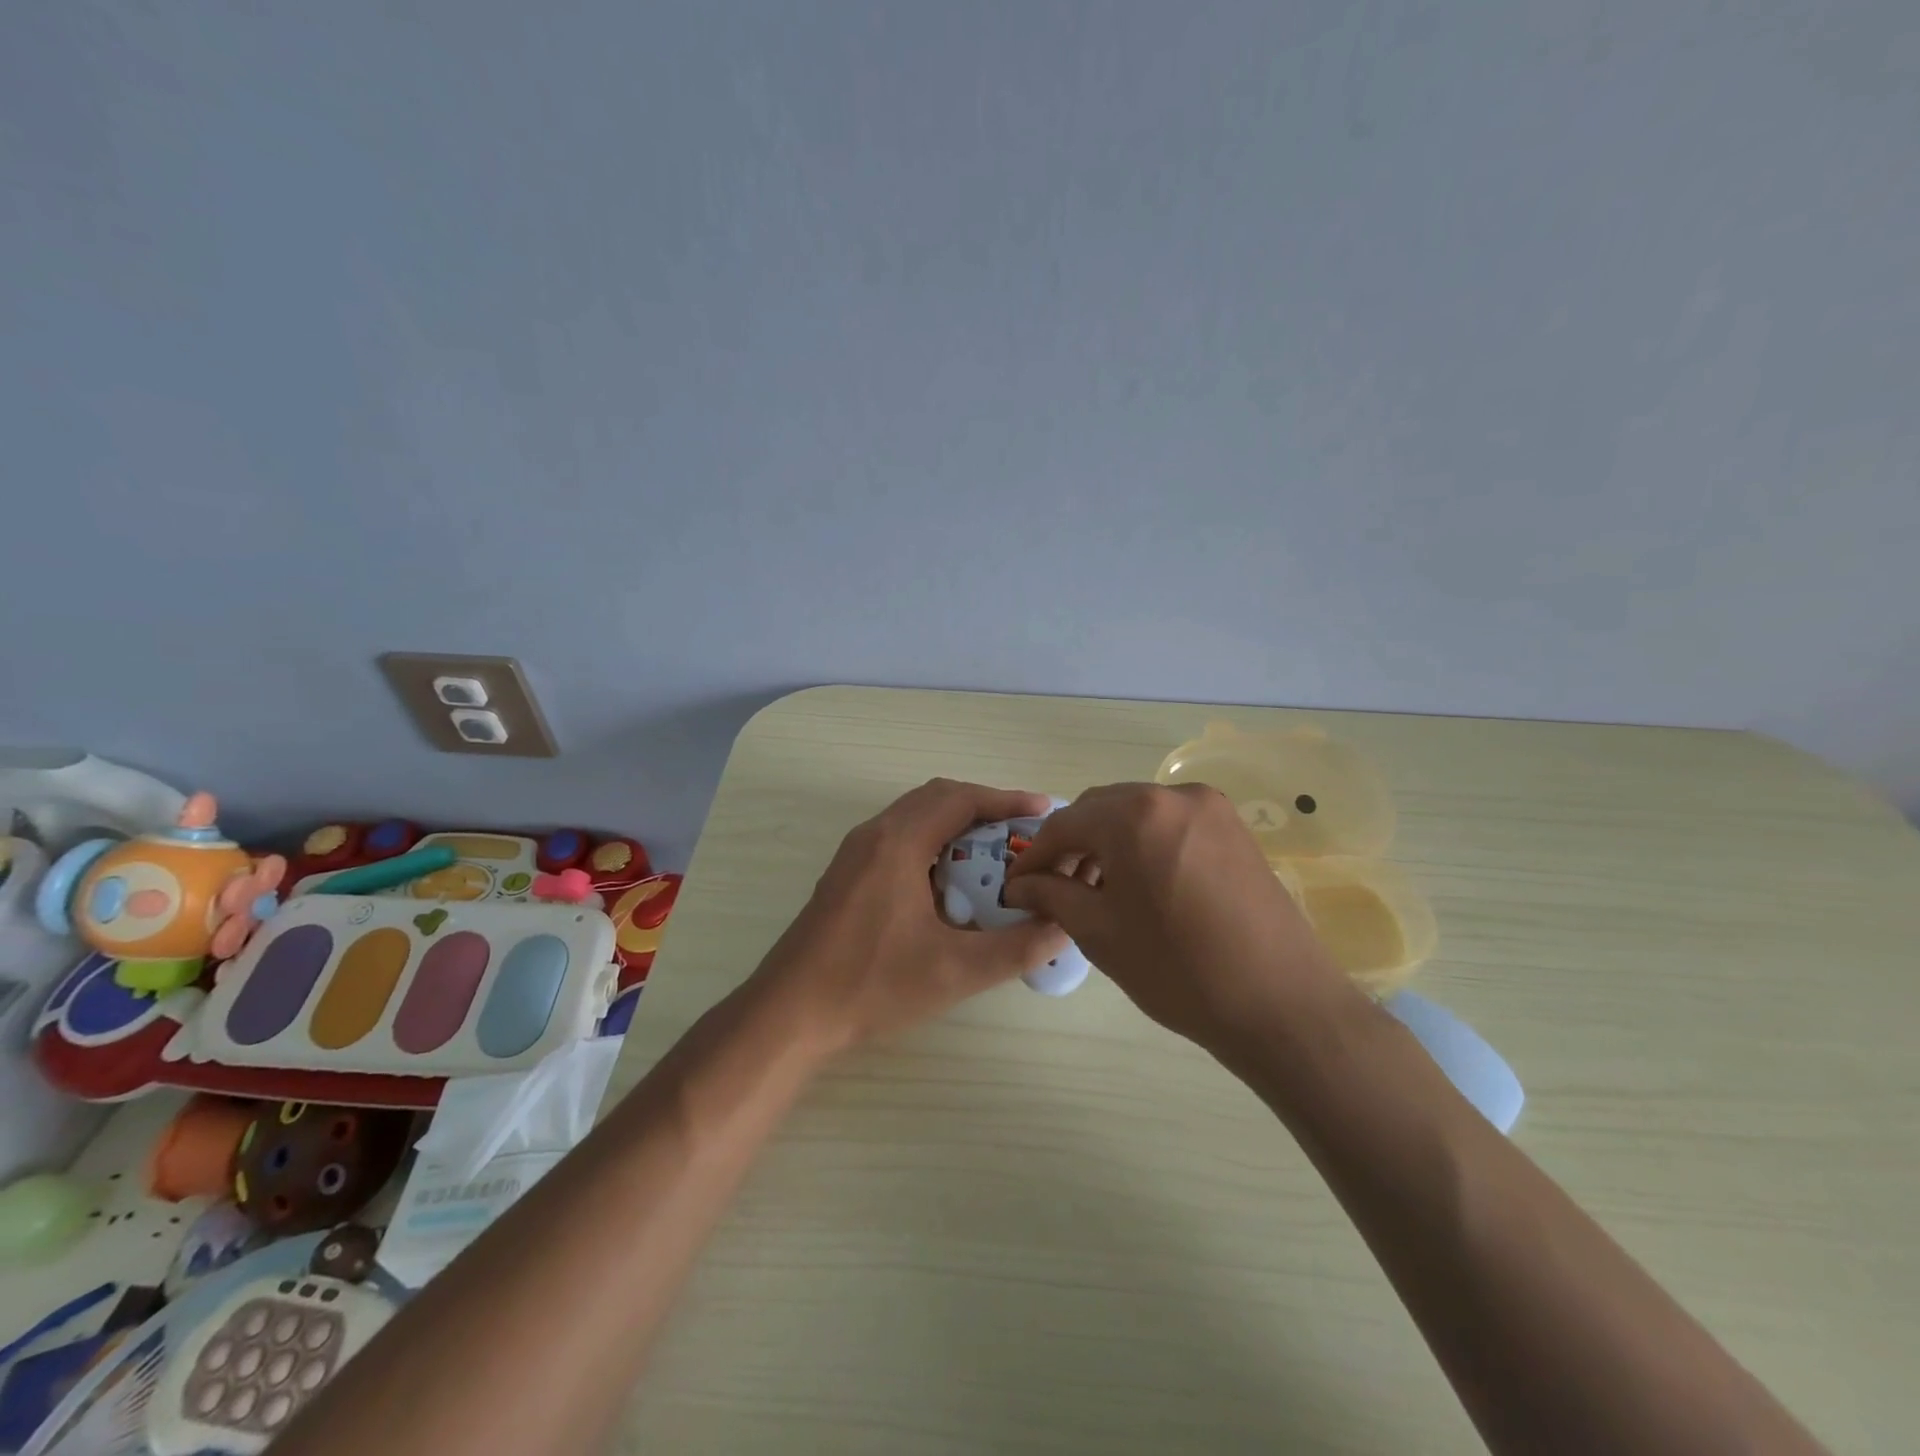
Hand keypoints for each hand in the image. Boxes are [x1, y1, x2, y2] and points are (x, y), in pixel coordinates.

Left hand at [746, 779, 1068, 1055]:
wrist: (790, 1012)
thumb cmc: (871, 985)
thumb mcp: (954, 971)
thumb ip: (1016, 947)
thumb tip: (1063, 926)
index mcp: (898, 842)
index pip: (961, 799)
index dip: (1006, 800)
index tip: (1043, 810)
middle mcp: (874, 835)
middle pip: (937, 799)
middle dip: (984, 810)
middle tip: (1022, 834)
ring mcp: (855, 854)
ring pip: (915, 819)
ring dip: (956, 828)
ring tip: (994, 857)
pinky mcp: (847, 875)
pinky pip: (899, 839)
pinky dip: (933, 845)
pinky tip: (951, 886)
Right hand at [1002, 782, 1356, 1055]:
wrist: (1282, 1003)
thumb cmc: (1179, 969)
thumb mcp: (1100, 933)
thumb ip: (1052, 896)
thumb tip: (1021, 885)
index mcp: (1135, 814)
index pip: (1065, 824)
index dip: (1035, 856)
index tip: (1017, 887)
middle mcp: (1172, 795)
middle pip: (1101, 810)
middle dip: (1072, 846)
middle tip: (1054, 888)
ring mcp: (1210, 808)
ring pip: (1137, 814)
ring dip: (1108, 843)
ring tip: (1096, 890)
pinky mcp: (1234, 828)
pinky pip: (1170, 824)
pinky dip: (1144, 844)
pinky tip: (1139, 884)